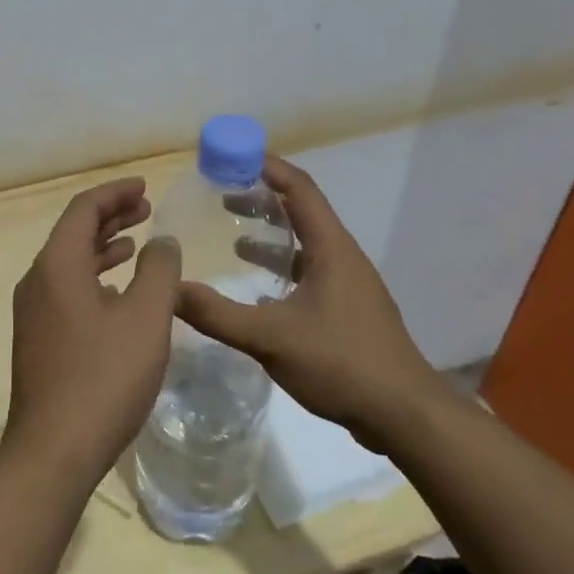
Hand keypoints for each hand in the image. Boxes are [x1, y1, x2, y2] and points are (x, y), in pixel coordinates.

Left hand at [6, 177, 181, 485]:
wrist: (54, 450)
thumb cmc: (104, 377)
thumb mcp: (146, 318)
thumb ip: (159, 270)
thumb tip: (162, 241)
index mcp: (57, 265)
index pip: (83, 209)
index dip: (115, 193)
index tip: (144, 188)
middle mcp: (38, 281)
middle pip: (74, 232)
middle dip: (111, 217)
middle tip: (146, 209)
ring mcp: (35, 312)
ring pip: (71, 263)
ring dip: (104, 247)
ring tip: (138, 243)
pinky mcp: (40, 339)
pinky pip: (68, 290)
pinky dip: (96, 278)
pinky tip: (119, 293)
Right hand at [177, 157, 443, 442]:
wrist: (405, 416)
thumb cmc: (342, 362)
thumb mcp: (270, 337)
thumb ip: (217, 313)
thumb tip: (169, 290)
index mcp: (331, 248)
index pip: (299, 188)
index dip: (267, 166)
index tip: (231, 157)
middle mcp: (342, 257)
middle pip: (301, 212)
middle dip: (262, 200)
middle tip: (222, 196)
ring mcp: (349, 285)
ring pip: (306, 245)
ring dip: (272, 236)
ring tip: (233, 239)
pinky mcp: (349, 311)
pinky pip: (310, 273)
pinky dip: (282, 268)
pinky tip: (258, 292)